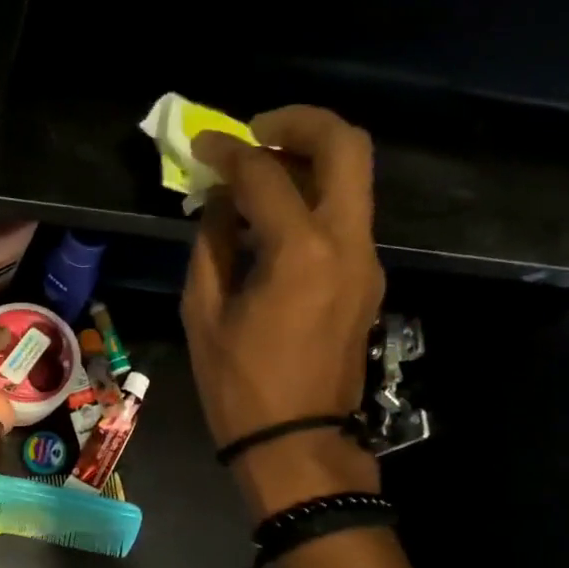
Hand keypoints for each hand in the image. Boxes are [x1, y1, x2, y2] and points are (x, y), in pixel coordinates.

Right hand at [183, 106, 384, 518]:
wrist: (296, 443)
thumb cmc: (239, 387)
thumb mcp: (204, 316)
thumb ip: (210, 247)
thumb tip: (219, 205)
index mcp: (301, 253)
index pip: (265, 175)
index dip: (228, 154)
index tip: (201, 147)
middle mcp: (347, 243)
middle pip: (346, 147)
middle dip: (299, 124)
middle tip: (255, 133)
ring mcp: (367, 261)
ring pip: (353, 180)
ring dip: (309, 161)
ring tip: (258, 177)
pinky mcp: (367, 280)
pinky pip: (345, 218)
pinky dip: (313, 201)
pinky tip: (273, 223)